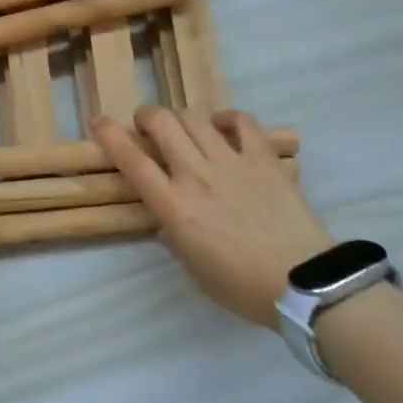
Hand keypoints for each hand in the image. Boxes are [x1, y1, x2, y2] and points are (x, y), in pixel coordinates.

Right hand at [92, 107, 329, 328]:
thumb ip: (174, 233)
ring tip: (183, 128)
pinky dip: (226, 118)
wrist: (303, 283)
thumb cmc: (241, 285)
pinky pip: (241, 121)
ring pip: (194, 117)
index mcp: (174, 205)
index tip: (98, 122)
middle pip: (161, 123)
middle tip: (146, 127)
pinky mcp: (263, 158)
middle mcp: (196, 174)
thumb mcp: (192, 266)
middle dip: (146, 117)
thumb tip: (167, 215)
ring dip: (180, 118)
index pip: (132, 160)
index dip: (109, 135)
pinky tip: (222, 127)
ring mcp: (231, 161)